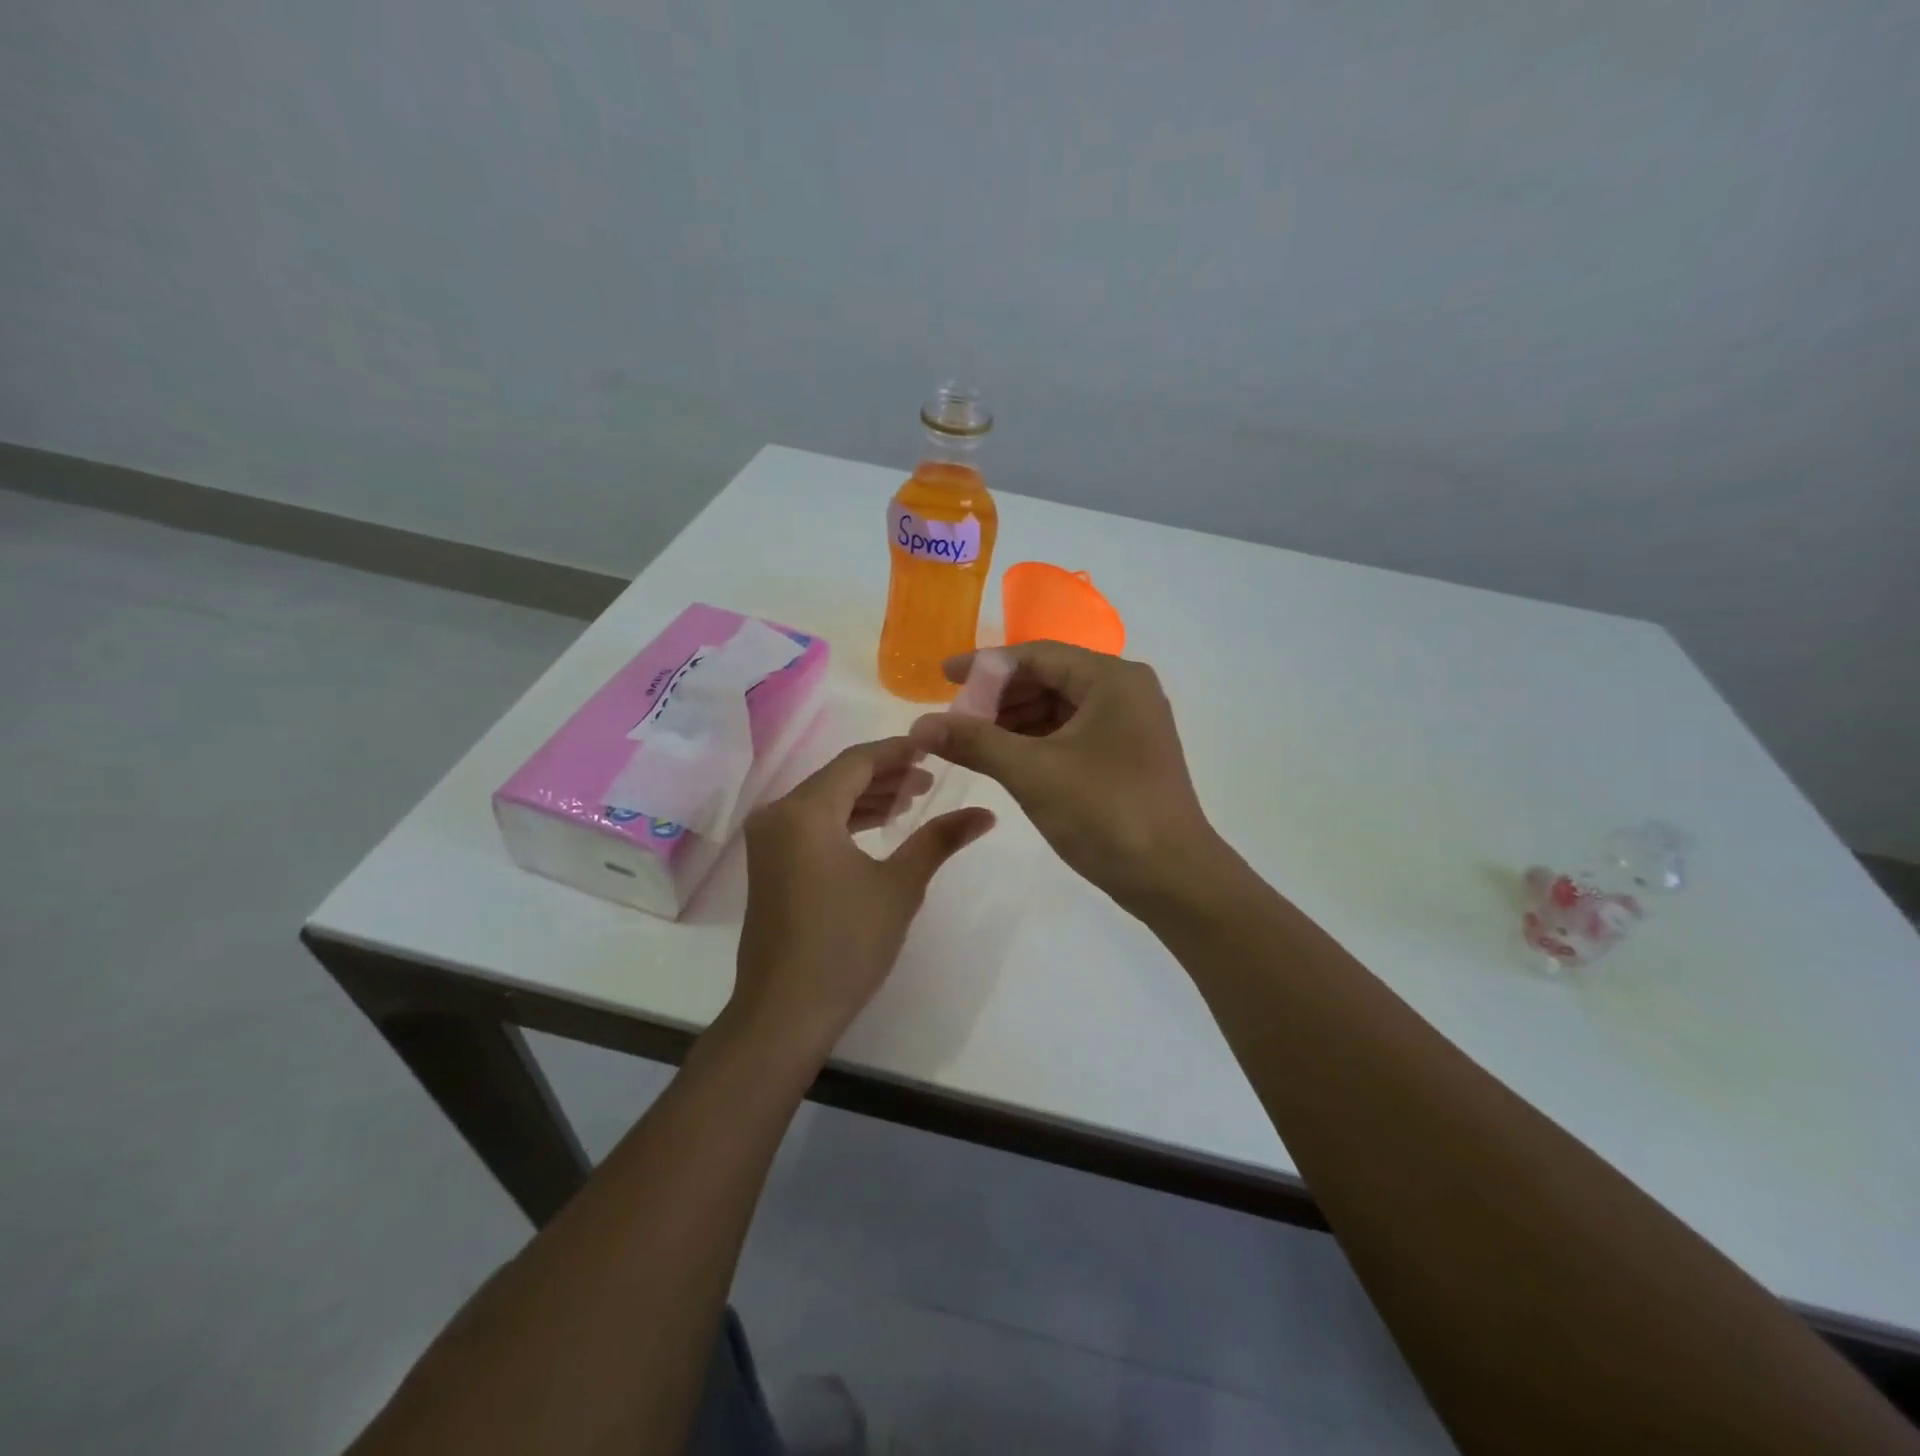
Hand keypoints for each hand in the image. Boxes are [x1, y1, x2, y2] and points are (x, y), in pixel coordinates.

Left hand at [729, 738, 994, 1058]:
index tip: (935, 745)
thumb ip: (939, 840)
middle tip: (931, 778)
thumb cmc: (846, 945)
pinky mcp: (768, 864)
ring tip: (913, 801)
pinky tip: (878, 828)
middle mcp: (778, 815)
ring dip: (867, 797)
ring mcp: (768, 841)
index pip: (857, 761)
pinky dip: (845, 820)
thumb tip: (986, 814)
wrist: (785, 1012)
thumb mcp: (900, 887)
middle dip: (886, 774)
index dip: (899, 750)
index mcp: (805, 811)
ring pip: (824, 801)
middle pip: (838, 777)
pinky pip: (811, 824)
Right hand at [909, 642, 1220, 908]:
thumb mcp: (1033, 773)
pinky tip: (1005, 758)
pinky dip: (1036, 742)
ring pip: (1058, 708)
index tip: (942, 677)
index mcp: (1111, 679)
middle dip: (998, 697)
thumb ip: (975, 742)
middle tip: (954, 718)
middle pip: (1048, 678)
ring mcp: (1129, 724)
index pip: (1037, 655)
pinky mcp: (1126, 754)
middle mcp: (1125, 691)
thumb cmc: (1105, 813)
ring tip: (971, 741)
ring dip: (1014, 721)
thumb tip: (919, 725)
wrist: (1172, 878)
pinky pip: (1071, 734)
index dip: (985, 665)